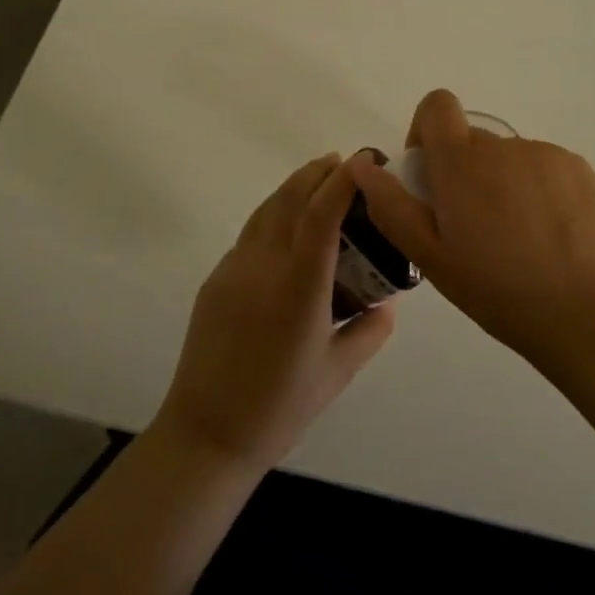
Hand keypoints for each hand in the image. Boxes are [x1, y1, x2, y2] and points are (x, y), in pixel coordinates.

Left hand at [153, 153, 395, 472]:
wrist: (206, 433)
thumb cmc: (280, 408)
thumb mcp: (338, 373)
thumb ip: (370, 332)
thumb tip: (388, 303)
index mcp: (299, 289)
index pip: (321, 216)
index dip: (342, 183)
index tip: (362, 163)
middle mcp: (264, 267)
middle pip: (290, 199)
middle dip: (318, 173)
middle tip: (343, 161)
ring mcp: (234, 269)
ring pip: (267, 210)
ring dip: (294, 187)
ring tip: (317, 177)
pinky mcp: (216, 280)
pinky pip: (250, 234)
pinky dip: (274, 214)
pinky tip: (287, 225)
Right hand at [349, 90, 594, 364]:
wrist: (586, 313)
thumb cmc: (497, 289)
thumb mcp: (430, 256)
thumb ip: (391, 205)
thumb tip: (361, 165)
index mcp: (462, 162)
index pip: (438, 104)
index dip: (426, 129)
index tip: (431, 174)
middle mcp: (503, 145)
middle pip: (472, 140)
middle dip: (464, 172)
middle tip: (473, 227)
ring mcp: (546, 154)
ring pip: (508, 158)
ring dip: (501, 183)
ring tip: (515, 239)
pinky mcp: (578, 169)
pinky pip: (543, 167)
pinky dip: (537, 190)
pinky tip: (547, 236)